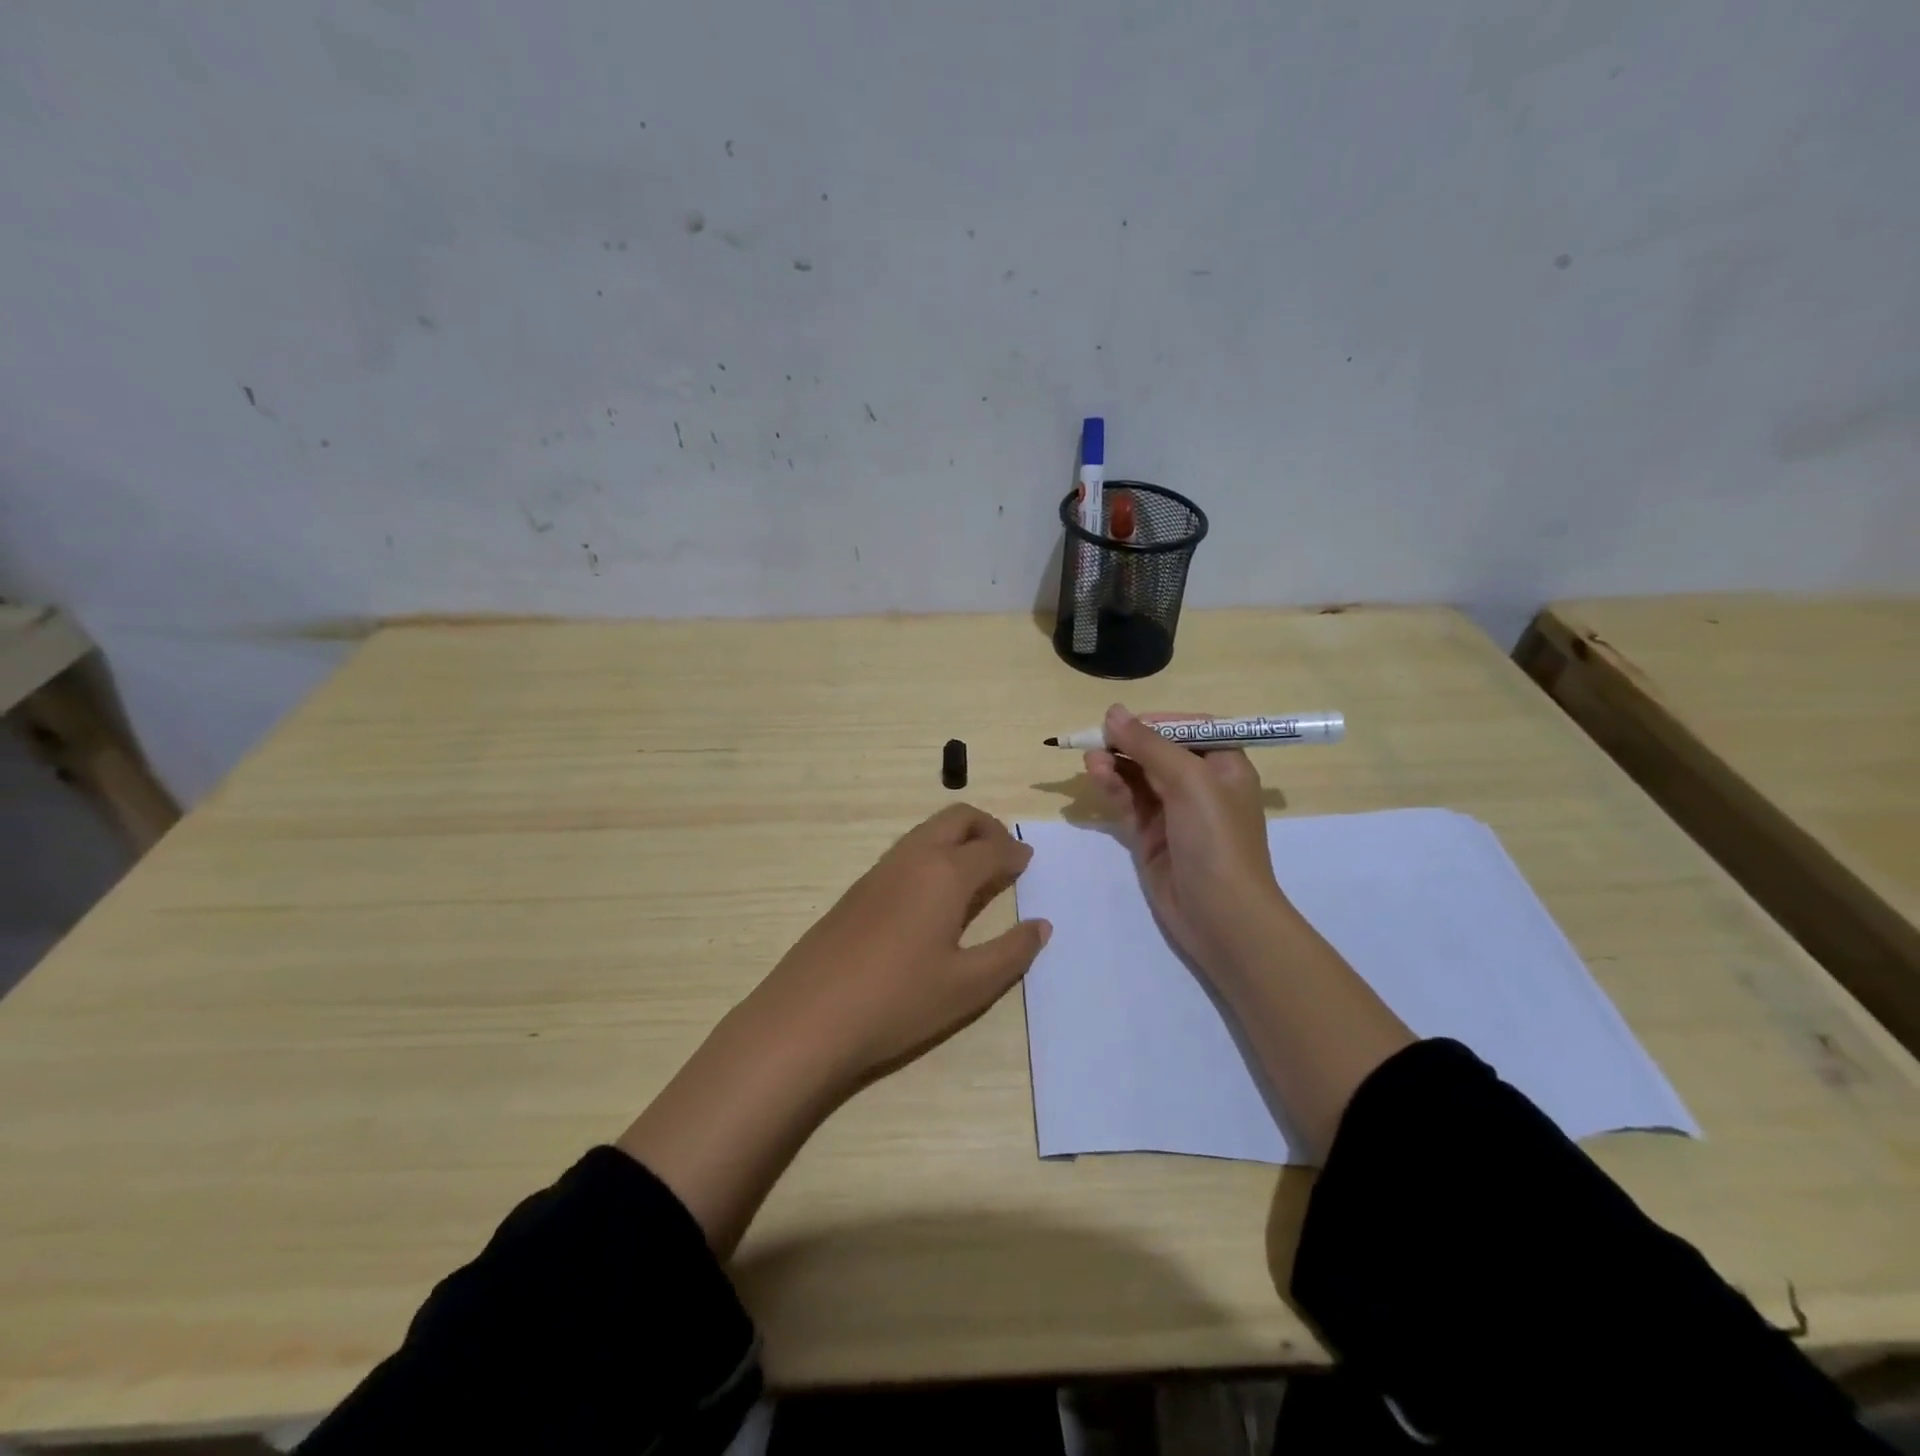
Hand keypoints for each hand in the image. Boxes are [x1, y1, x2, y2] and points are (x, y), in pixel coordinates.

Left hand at [750, 803, 1050, 1091]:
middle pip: (956, 819)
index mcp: (944, 874)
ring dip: (956, 839)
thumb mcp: (967, 986)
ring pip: (926, 832)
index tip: (1028, 862)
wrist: (807, 1017)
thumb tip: (1041, 925)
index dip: (1015, 853)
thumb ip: (1011, 953)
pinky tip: (932, 898)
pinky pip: (905, 854)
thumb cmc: (898, 1001)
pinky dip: (931, 856)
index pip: (991, 848)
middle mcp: (912, 859)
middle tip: (1005, 856)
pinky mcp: (856, 891)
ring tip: (974, 875)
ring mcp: (879, 871)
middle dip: (987, 828)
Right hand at [1085, 704, 1287, 980]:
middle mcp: (1201, 784)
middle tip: (1096, 742)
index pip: (1187, 729)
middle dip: (1127, 744)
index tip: (1123, 722)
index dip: (1155, 722)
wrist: (1221, 915)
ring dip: (1115, 765)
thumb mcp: (1189, 781)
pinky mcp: (1152, 835)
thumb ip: (1149, 744)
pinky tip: (1098, 777)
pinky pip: (1129, 802)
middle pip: (1157, 751)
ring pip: (1138, 776)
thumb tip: (1113, 711)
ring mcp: (1175, 811)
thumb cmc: (1216, 839)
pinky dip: (1113, 788)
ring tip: (1092, 762)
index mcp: (1224, 765)